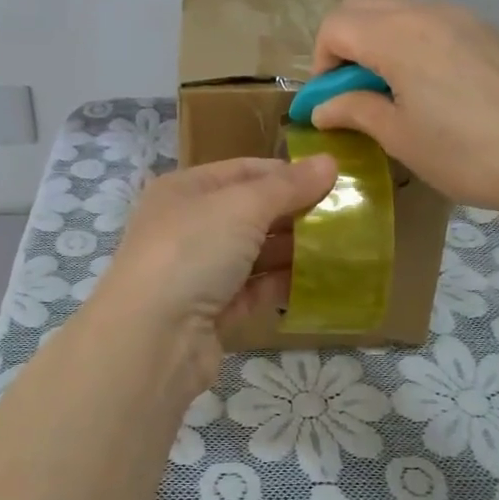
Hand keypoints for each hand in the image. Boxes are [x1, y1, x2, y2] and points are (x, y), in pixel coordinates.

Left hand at [88, 156, 337, 392]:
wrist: (152, 338)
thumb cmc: (191, 251)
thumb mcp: (242, 207)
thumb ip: (287, 186)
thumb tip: (329, 162)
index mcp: (185, 190)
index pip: (243, 170)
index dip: (287, 173)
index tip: (333, 180)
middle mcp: (188, 226)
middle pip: (251, 212)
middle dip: (296, 213)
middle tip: (347, 216)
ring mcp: (198, 271)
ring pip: (255, 253)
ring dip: (294, 250)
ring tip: (343, 247)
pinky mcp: (212, 312)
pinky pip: (254, 290)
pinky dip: (283, 284)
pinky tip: (321, 282)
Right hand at [311, 0, 498, 215]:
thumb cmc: (465, 151)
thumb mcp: (399, 137)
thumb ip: (354, 111)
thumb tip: (321, 109)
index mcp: (396, 35)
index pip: (335, 26)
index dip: (321, 63)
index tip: (331, 101)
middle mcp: (425, 12)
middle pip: (361, 8)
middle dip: (343, 45)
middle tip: (352, 92)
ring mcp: (461, 16)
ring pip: (397, 11)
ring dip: (377, 42)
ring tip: (391, 91)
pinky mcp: (485, 30)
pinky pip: (430, 22)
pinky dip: (410, 43)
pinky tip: (430, 87)